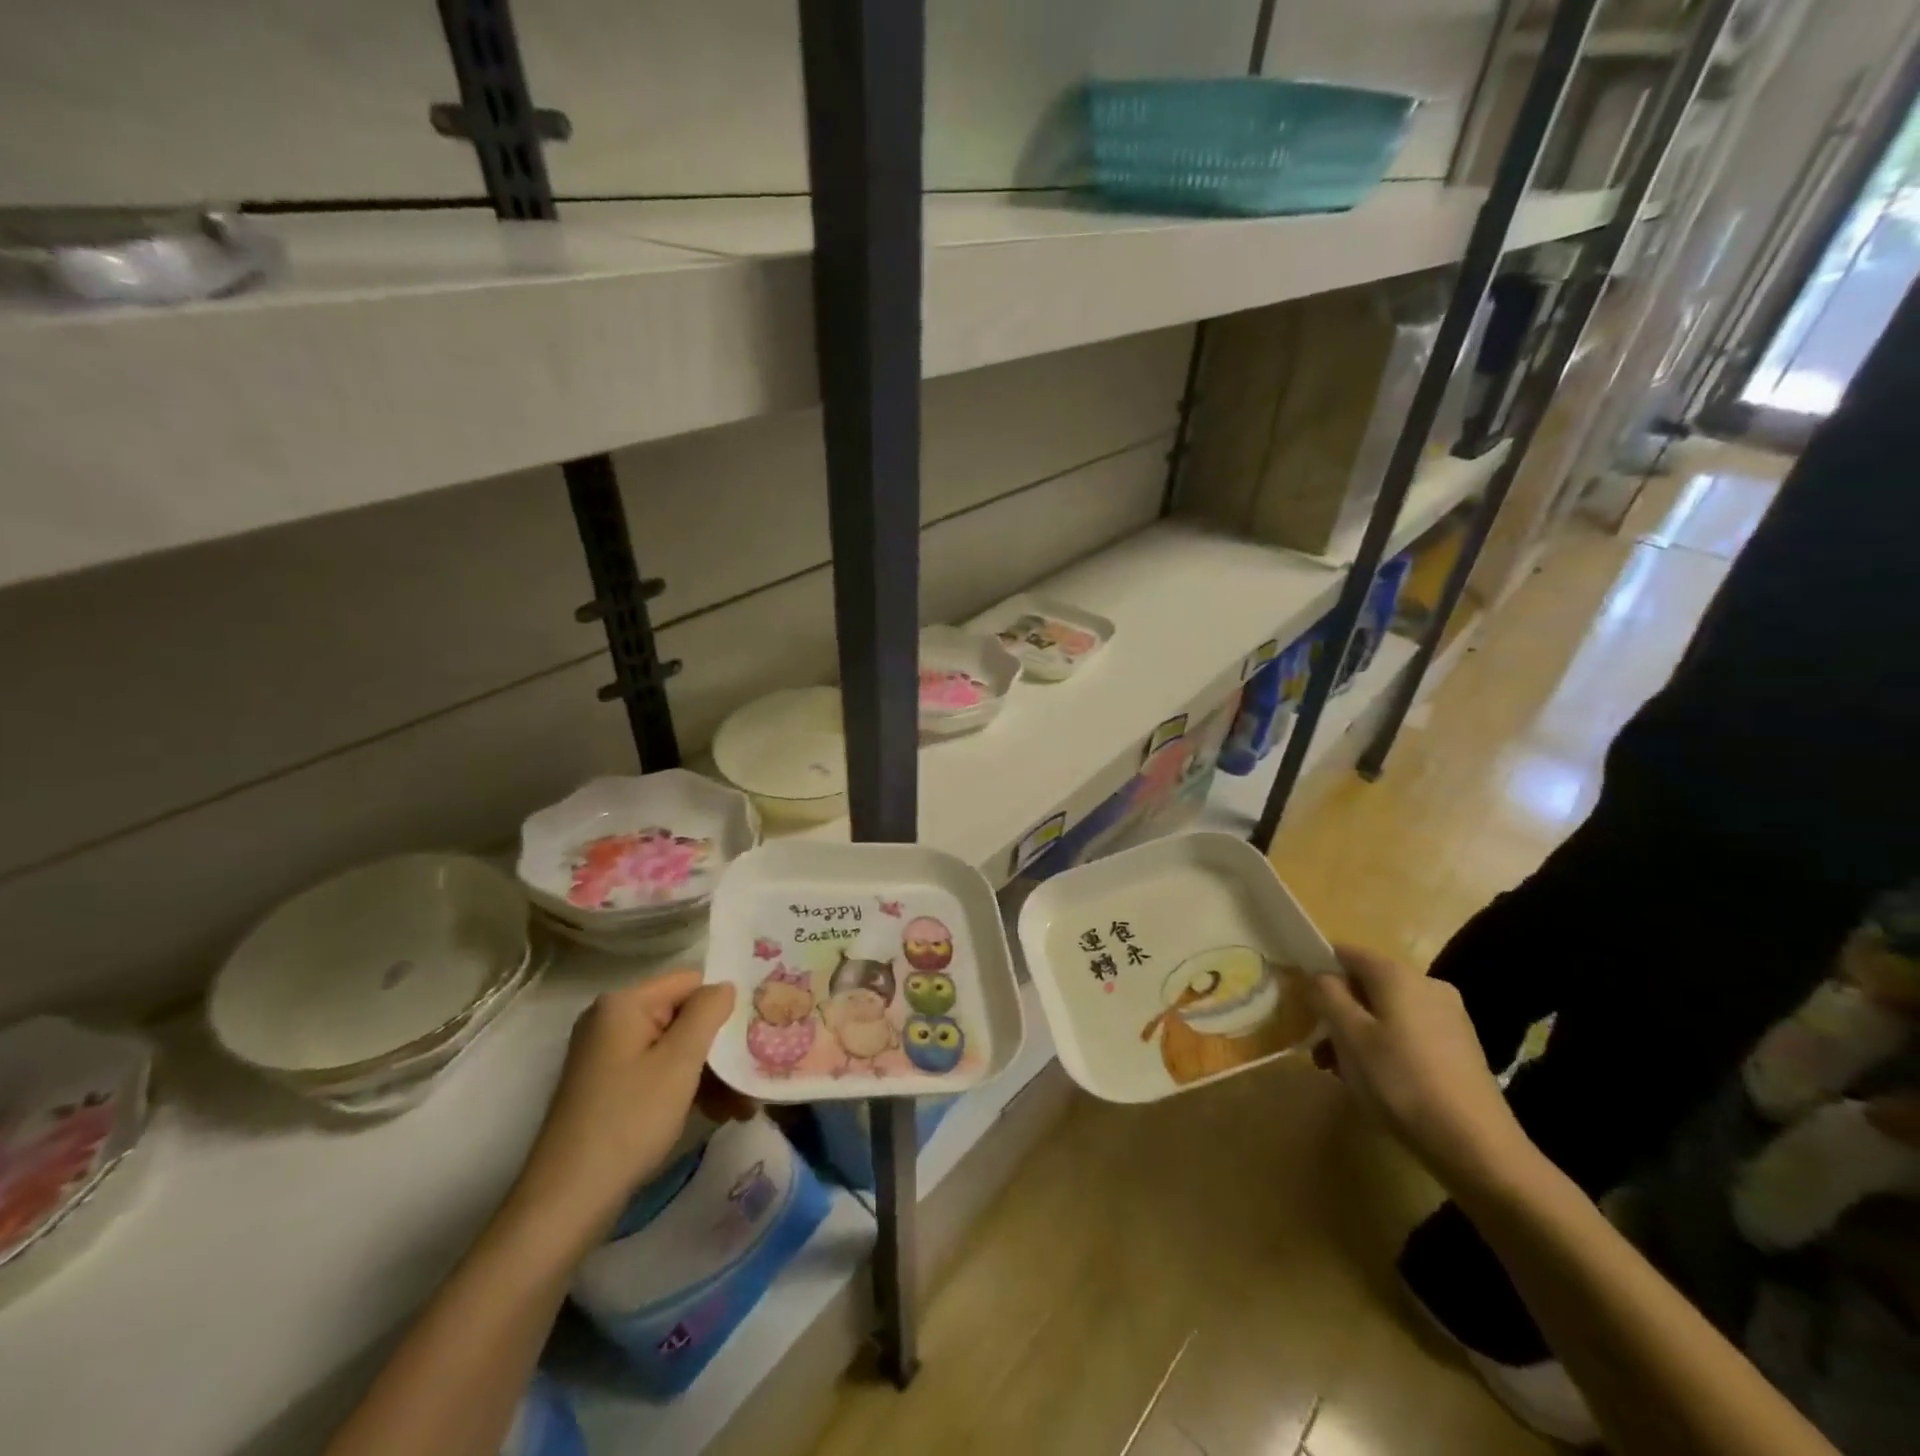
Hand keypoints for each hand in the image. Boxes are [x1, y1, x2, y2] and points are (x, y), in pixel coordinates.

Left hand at [508, 970, 745, 1253]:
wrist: (567, 1202)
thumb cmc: (629, 1121)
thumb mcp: (679, 1062)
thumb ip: (707, 1013)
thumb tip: (725, 986)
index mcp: (623, 1004)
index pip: (690, 983)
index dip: (723, 1006)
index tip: (753, 1034)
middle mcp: (611, 1021)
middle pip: (683, 1017)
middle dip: (719, 1049)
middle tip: (751, 1078)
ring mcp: (607, 1056)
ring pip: (674, 1049)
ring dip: (709, 1074)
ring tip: (742, 1107)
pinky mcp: (607, 1087)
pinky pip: (657, 1072)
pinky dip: (686, 1088)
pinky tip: (717, 1113)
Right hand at [1304, 946, 1533, 1193]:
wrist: (1478, 1147)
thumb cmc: (1401, 1082)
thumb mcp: (1350, 1036)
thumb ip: (1327, 995)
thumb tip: (1320, 974)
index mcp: (1397, 975)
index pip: (1345, 952)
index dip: (1318, 969)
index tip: (1301, 999)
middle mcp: (1426, 985)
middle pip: (1367, 985)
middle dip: (1338, 1010)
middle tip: (1318, 1047)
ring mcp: (1449, 1016)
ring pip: (1387, 1012)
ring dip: (1358, 1033)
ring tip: (1341, 1071)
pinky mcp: (1460, 1047)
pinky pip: (1409, 1032)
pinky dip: (1385, 1046)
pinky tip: (1376, 1081)